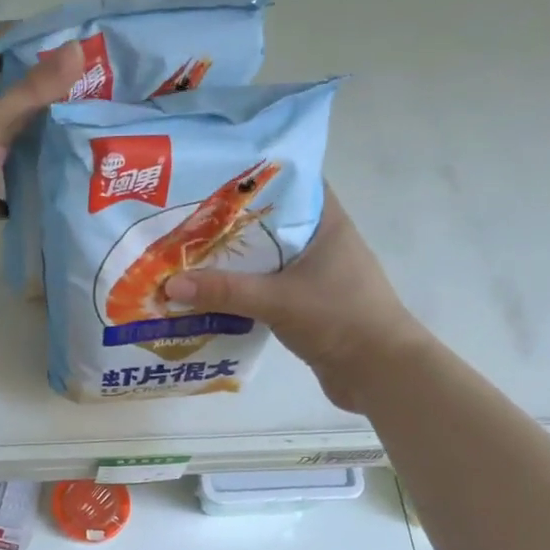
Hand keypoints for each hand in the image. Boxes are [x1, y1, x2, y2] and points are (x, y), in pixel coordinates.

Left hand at [0, 25, 83, 259]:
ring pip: (5, 144)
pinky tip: (50, 193)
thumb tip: (79, 47)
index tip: (73, 44)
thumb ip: (36, 90)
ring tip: (81, 143)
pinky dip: (19, 192)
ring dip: (34, 145)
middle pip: (6, 96)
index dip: (31, 38)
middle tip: (91, 97)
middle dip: (43, 97)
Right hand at [162, 189, 427, 412]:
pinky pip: (268, 288)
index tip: (214, 179)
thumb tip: (170, 284)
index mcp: (326, 224)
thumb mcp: (277, 300)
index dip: (256, 178)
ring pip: (267, 259)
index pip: (292, 184)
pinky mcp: (308, 305)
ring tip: (190, 255)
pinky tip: (211, 295)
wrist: (380, 372)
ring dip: (235, 261)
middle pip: (271, 223)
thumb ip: (225, 291)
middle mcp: (322, 243)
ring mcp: (316, 276)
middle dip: (232, 223)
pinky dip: (243, 290)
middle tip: (187, 220)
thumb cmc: (339, 319)